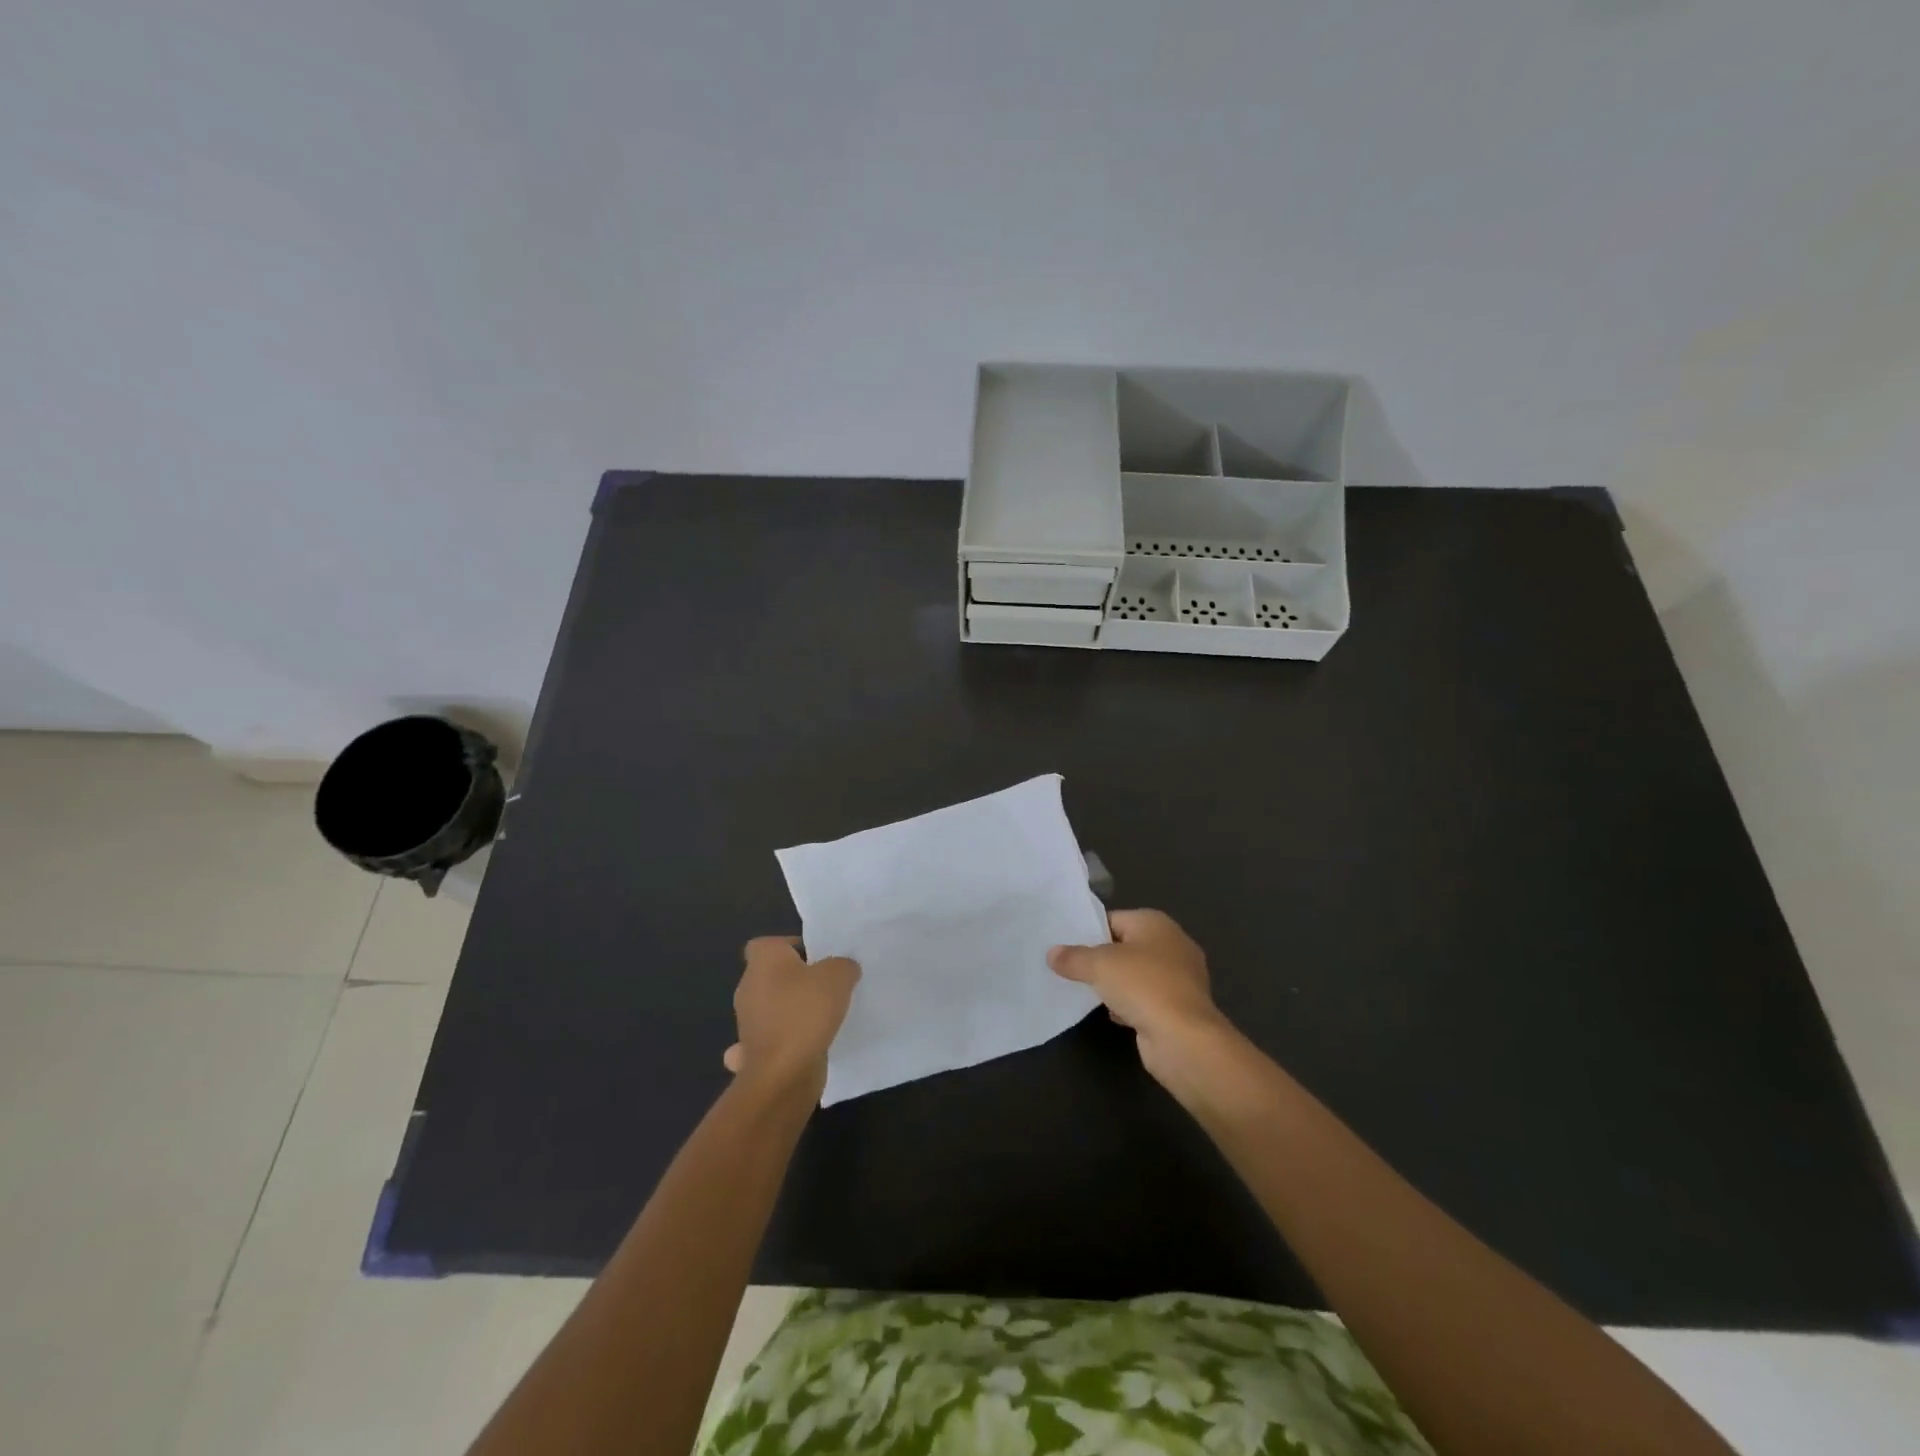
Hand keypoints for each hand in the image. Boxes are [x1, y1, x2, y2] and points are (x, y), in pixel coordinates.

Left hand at [722, 937, 859, 1098]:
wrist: (783, 1073)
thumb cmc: (806, 1012)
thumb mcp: (839, 976)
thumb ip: (843, 965)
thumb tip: (842, 969)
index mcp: (762, 961)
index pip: (768, 943)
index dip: (792, 947)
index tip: (817, 959)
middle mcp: (748, 987)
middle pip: (771, 975)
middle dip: (795, 981)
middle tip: (826, 986)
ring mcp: (747, 1022)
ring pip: (770, 1008)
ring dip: (790, 1012)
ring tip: (822, 1018)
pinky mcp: (753, 1053)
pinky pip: (772, 1039)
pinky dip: (785, 1042)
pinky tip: (806, 1046)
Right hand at [1048, 909, 1229, 1086]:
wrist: (1184, 1039)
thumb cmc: (1142, 986)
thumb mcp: (1099, 965)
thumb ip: (1073, 957)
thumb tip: (1052, 954)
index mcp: (1156, 923)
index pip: (1113, 919)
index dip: (1088, 932)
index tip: (1065, 947)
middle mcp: (1172, 944)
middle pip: (1124, 947)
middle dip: (1100, 960)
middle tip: (1070, 969)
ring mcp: (1179, 977)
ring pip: (1135, 975)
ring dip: (1114, 985)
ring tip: (1086, 992)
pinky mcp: (1179, 1007)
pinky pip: (1146, 999)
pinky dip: (1130, 1005)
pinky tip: (1114, 1015)